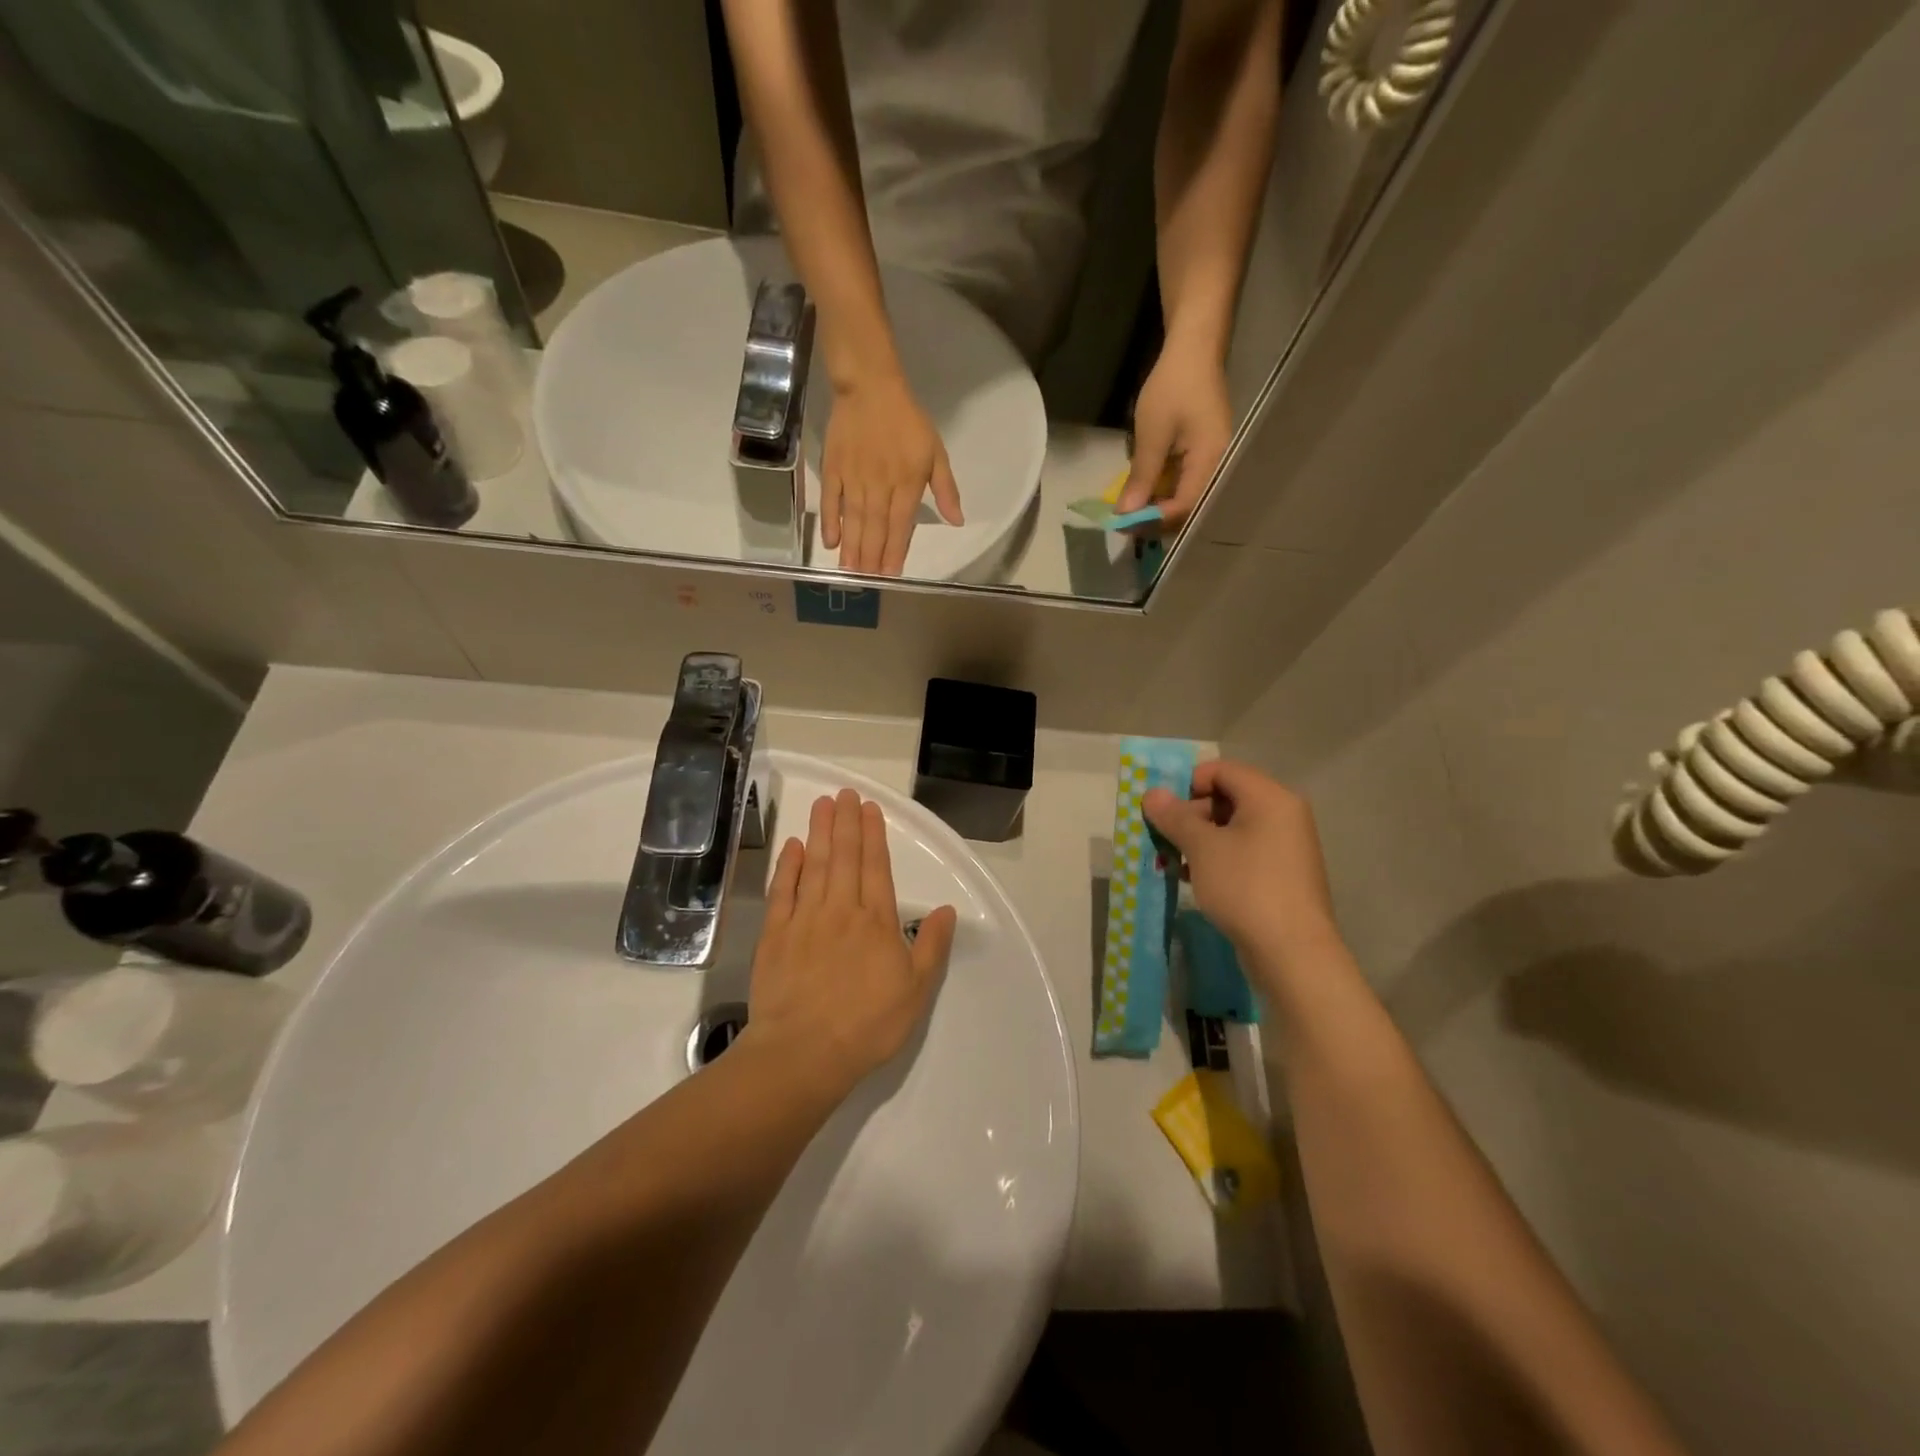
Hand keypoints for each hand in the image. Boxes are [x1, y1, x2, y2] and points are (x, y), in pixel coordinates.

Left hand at [743, 789, 957, 1100]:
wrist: (804, 1052)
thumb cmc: (867, 1025)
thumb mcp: (916, 991)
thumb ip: (932, 946)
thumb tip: (947, 910)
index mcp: (877, 921)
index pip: (876, 867)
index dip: (873, 835)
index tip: (868, 808)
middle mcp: (841, 910)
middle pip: (845, 857)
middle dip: (846, 822)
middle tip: (844, 793)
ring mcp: (804, 919)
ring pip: (815, 865)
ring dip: (820, 832)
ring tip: (822, 804)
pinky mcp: (775, 935)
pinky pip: (782, 891)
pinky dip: (788, 866)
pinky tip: (793, 846)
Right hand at [821, 373, 963, 575]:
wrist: (870, 387)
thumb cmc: (907, 421)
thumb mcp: (935, 452)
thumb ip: (945, 489)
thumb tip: (957, 521)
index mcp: (906, 483)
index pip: (900, 525)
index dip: (895, 551)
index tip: (891, 575)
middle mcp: (879, 486)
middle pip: (875, 528)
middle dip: (871, 558)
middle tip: (866, 582)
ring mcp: (853, 478)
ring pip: (853, 520)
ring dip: (852, 548)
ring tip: (850, 572)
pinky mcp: (833, 469)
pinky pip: (831, 500)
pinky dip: (830, 522)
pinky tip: (830, 543)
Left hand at [1116, 336, 1233, 532]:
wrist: (1193, 349)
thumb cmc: (1173, 387)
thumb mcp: (1151, 434)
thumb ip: (1141, 477)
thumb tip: (1126, 515)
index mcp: (1212, 461)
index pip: (1185, 507)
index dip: (1154, 520)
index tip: (1124, 524)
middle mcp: (1219, 467)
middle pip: (1188, 510)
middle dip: (1155, 520)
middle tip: (1124, 523)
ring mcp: (1213, 462)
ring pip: (1186, 499)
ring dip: (1157, 508)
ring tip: (1129, 512)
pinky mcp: (1204, 456)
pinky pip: (1185, 484)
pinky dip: (1163, 492)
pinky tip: (1143, 494)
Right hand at [1142, 760, 1341, 980]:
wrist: (1292, 953)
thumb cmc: (1245, 887)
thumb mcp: (1202, 848)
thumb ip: (1175, 816)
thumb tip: (1152, 793)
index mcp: (1270, 798)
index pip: (1222, 770)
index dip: (1188, 783)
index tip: (1163, 811)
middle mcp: (1283, 815)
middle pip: (1228, 797)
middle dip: (1190, 814)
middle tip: (1164, 838)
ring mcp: (1286, 847)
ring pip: (1232, 828)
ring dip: (1199, 839)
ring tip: (1172, 861)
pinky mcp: (1282, 875)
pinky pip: (1243, 853)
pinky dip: (1216, 858)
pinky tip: (1192, 878)